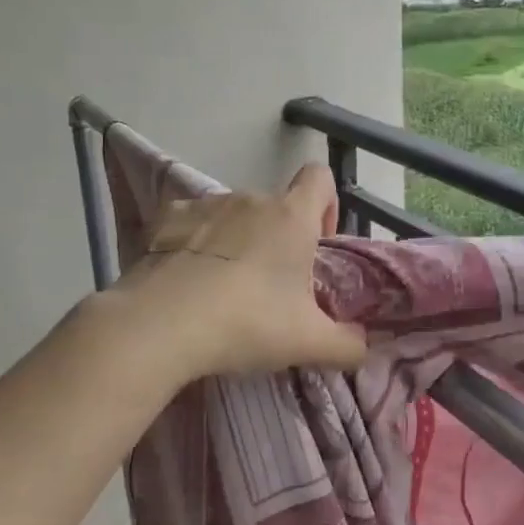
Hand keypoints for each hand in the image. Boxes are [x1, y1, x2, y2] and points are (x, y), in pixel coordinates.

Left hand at [109, 165, 367, 379]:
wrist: (160, 326)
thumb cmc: (247, 323)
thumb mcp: (309, 344)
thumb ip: (348, 344)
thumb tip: (363, 346)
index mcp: (292, 217)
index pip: (320, 178)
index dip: (326, 205)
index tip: (317, 243)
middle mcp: (250, 199)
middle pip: (275, 206)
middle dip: (278, 237)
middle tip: (271, 285)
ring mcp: (205, 205)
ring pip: (233, 214)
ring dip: (237, 239)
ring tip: (224, 286)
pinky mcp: (166, 220)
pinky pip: (191, 223)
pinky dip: (194, 242)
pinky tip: (187, 278)